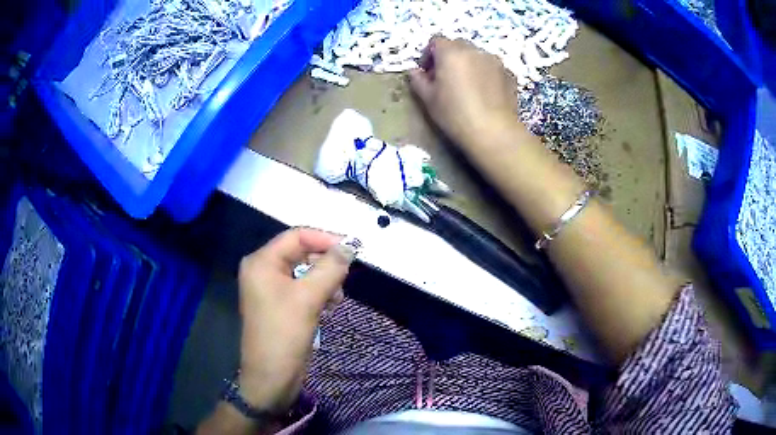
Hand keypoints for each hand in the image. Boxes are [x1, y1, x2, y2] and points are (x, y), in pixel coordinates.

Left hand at [236, 228, 354, 413]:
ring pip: (304, 271)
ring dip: (324, 280)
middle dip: (325, 263)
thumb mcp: (309, 299)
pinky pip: (302, 288)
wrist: (271, 377)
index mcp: (262, 261)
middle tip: (344, 278)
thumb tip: (349, 247)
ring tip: (337, 298)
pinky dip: (318, 293)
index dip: (325, 239)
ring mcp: (270, 288)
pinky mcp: (279, 304)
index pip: (297, 236)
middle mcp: (263, 270)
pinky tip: (329, 306)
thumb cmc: (284, 334)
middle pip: (300, 253)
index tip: (353, 249)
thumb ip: (330, 268)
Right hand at [409, 37, 520, 148]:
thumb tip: (414, 72)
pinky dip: (486, 74)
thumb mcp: (428, 99)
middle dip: (449, 57)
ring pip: (477, 55)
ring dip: (469, 64)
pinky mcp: (509, 74)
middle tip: (446, 78)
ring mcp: (495, 61)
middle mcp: (474, 51)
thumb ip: (418, 81)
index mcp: (451, 53)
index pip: (436, 41)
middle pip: (457, 45)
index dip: (429, 54)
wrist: (494, 132)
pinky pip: (492, 68)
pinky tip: (485, 94)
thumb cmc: (455, 114)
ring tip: (468, 86)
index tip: (427, 72)